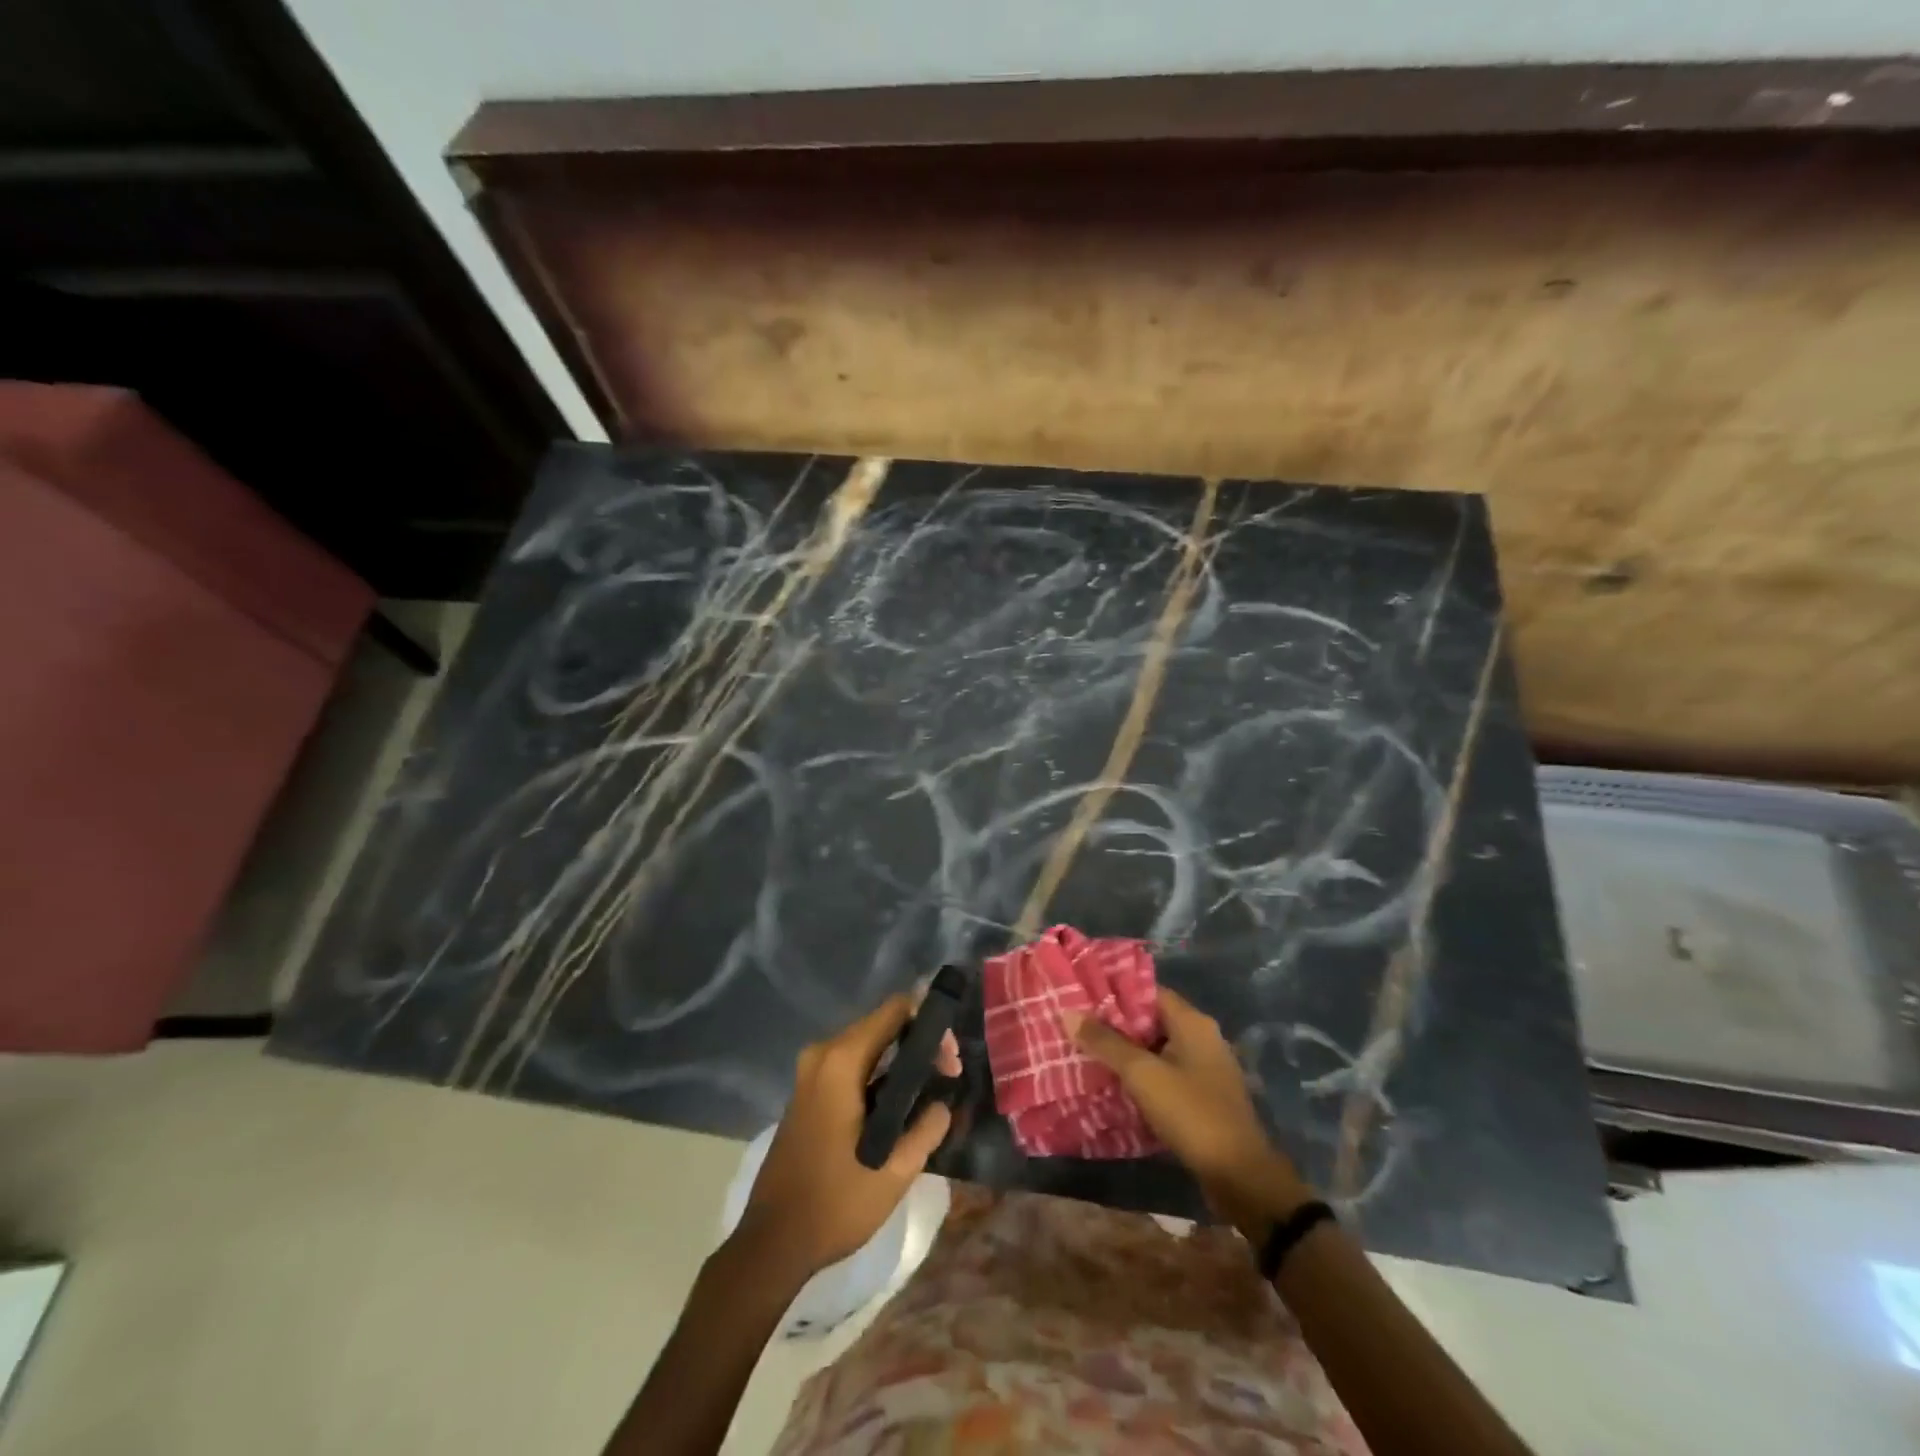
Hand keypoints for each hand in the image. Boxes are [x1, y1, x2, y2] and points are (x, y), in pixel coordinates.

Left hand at [736, 994, 957, 1282]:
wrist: (772, 1244)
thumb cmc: (834, 1205)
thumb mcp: (894, 1172)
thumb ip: (927, 1128)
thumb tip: (943, 1103)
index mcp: (840, 1062)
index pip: (894, 1010)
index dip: (929, 1024)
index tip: (951, 1059)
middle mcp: (822, 1054)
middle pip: (880, 1024)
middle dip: (918, 1042)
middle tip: (948, 1074)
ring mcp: (809, 1072)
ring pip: (866, 1044)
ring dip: (899, 1058)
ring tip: (931, 1088)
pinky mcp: (807, 1091)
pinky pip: (850, 1063)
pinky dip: (878, 1072)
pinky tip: (899, 1101)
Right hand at [1073, 987, 1310, 1235]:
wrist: (1240, 1176)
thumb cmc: (1192, 1113)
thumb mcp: (1142, 1074)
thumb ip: (1106, 1043)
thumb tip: (1070, 1013)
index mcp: (1192, 1022)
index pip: (1148, 991)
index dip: (1114, 992)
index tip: (1082, 997)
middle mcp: (1202, 1038)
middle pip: (1151, 1020)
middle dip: (1115, 1024)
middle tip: (1077, 1027)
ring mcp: (1205, 1069)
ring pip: (1156, 1049)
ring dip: (1126, 1053)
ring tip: (1087, 1054)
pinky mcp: (1203, 1097)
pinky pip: (1165, 1075)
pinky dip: (1142, 1077)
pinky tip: (1114, 1086)